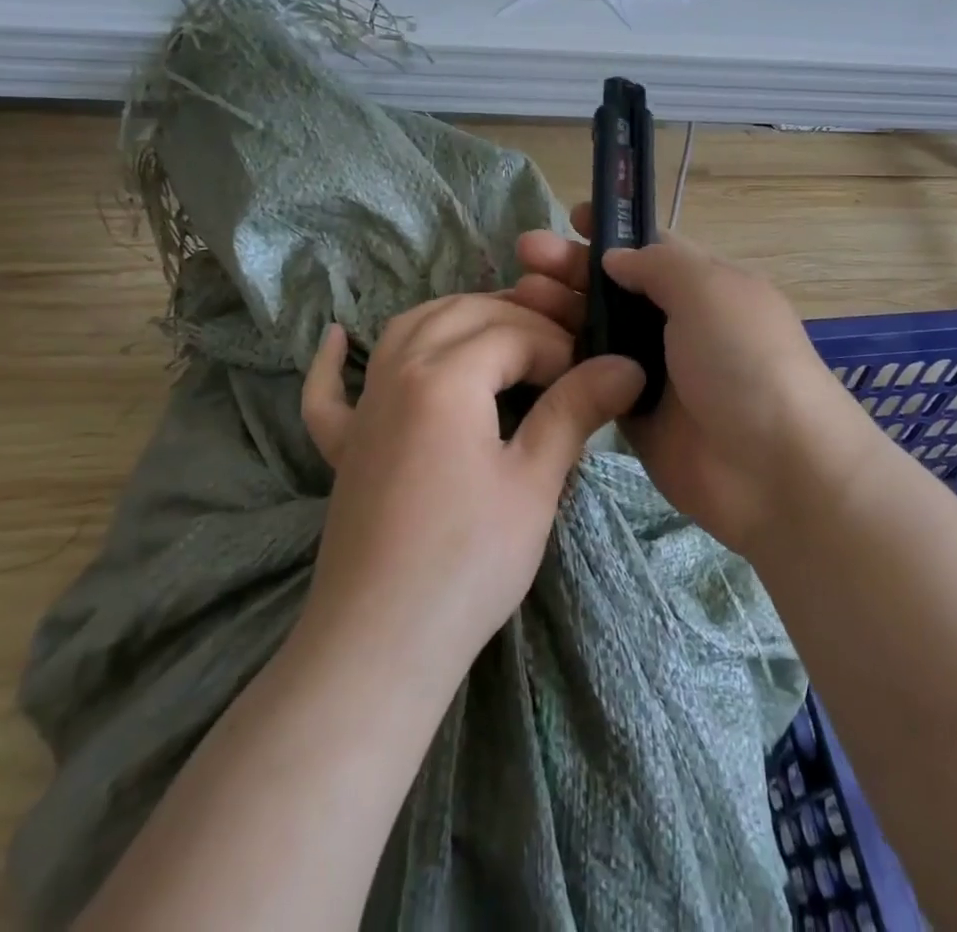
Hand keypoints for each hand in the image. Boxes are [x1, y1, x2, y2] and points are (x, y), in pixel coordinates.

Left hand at [298, 296, 644, 681]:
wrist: (381, 643)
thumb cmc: (468, 561)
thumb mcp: (534, 482)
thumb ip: (575, 410)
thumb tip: (626, 365)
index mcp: (446, 376)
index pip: (513, 332)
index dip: (560, 347)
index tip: (591, 378)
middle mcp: (398, 371)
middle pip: (461, 313)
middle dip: (516, 318)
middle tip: (559, 351)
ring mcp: (363, 407)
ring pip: (405, 330)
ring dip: (453, 318)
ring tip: (493, 331)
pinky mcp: (343, 445)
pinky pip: (329, 390)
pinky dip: (334, 361)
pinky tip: (338, 338)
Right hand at [510, 206, 854, 555]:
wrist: (773, 467)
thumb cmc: (744, 359)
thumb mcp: (709, 289)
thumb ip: (659, 264)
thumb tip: (615, 259)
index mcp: (703, 286)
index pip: (650, 248)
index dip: (611, 231)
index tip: (570, 218)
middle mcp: (677, 324)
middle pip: (614, 287)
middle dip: (571, 266)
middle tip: (525, 254)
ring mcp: (653, 371)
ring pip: (596, 331)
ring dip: (560, 309)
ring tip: (520, 296)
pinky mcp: (632, 414)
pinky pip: (591, 378)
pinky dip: (563, 360)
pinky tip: (528, 345)